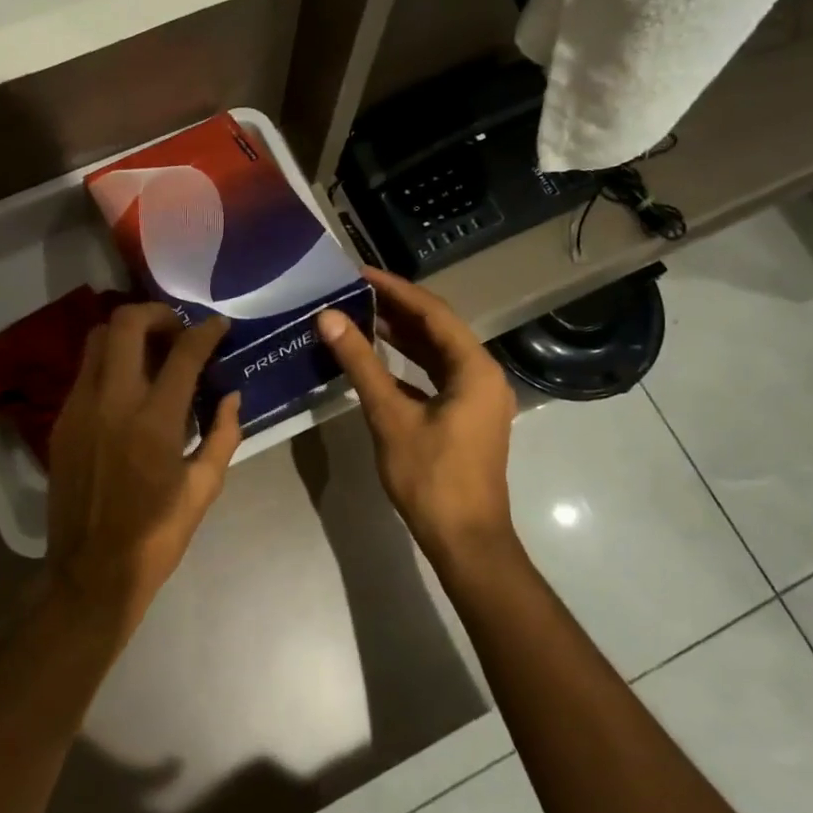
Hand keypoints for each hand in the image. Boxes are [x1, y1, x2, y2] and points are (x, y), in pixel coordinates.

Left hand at [44, 303, 243, 638]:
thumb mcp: (204, 488)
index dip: (205, 331)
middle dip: (157, 313)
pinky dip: (109, 362)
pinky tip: (128, 386)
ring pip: (97, 339)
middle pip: (125, 324)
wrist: (90, 572)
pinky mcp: (61, 421)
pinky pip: (85, 371)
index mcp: (154, 422)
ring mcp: (79, 408)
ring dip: (127, 333)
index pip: (183, 353)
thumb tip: (232, 396)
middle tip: (178, 330)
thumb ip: (223, 434)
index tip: (218, 326)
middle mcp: (111, 402)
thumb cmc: (157, 535)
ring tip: (152, 351)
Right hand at [317, 269, 517, 567]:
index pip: (433, 312)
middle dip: (398, 309)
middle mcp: (483, 375)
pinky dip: (409, 366)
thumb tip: (329, 319)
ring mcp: (478, 398)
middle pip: (438, 329)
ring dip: (403, 336)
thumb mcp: (390, 416)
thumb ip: (361, 364)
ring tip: (362, 317)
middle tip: (355, 292)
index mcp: (474, 368)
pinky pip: (437, 377)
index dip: (395, 289)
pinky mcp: (468, 417)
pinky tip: (379, 361)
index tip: (359, 273)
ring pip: (438, 354)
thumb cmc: (430, 477)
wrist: (465, 539)